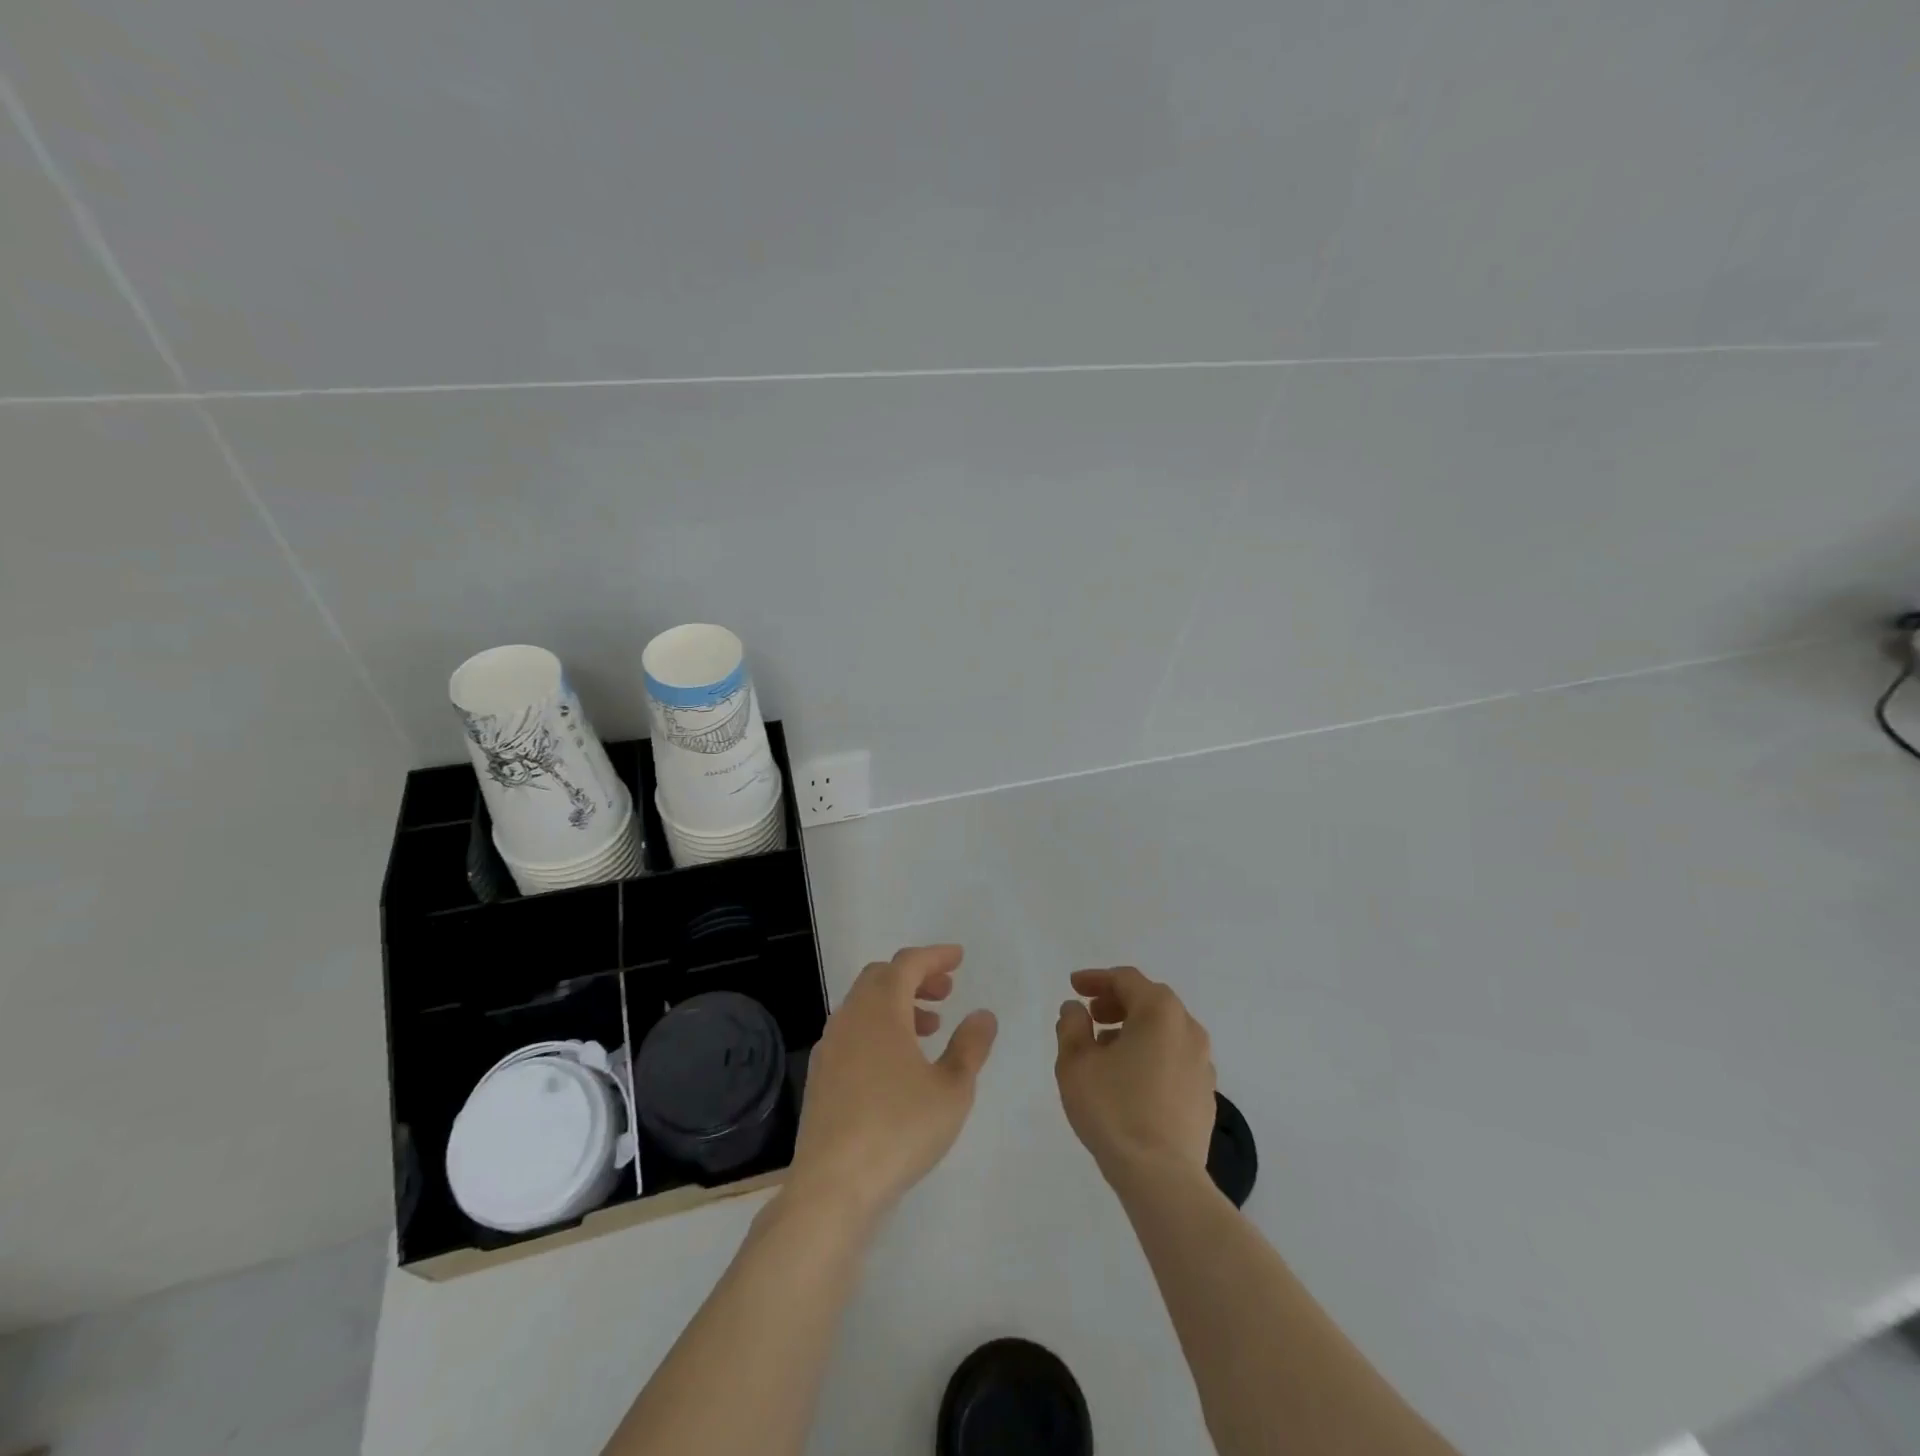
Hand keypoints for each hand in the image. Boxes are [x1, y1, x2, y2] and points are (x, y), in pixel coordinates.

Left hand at [787, 945, 997, 1226]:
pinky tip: (897, 1063)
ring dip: (897, 1004)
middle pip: (882, 977)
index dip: (935, 956)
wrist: (832, 1185)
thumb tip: (983, 1014)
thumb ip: (970, 1046)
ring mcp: (830, 1046)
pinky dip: (879, 1029)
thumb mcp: (952, 1088)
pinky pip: (853, 1032)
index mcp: (881, 1008)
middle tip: (946, 992)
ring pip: (865, 1005)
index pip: (908, 963)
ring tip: (930, 1028)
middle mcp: (851, 1016)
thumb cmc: (899, 1128)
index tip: (958, 958)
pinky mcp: (820, 1076)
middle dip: (915, 977)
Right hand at [1055, 966, 1216, 1188]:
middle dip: (1116, 1003)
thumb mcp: (1076, 1063)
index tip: (1074, 986)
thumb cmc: (1114, 1110)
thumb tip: (1076, 1009)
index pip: (1126, 979)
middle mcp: (1188, 1029)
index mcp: (1160, 1012)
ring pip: (1164, 1031)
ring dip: (1133, 1029)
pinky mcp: (1206, 1095)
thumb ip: (1072, 1026)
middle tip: (1090, 1016)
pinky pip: (1174, 1058)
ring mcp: (1202, 1063)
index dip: (1096, 979)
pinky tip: (1129, 1079)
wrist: (1162, 1177)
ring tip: (1105, 1050)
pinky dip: (1151, 1054)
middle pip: (1149, 1001)